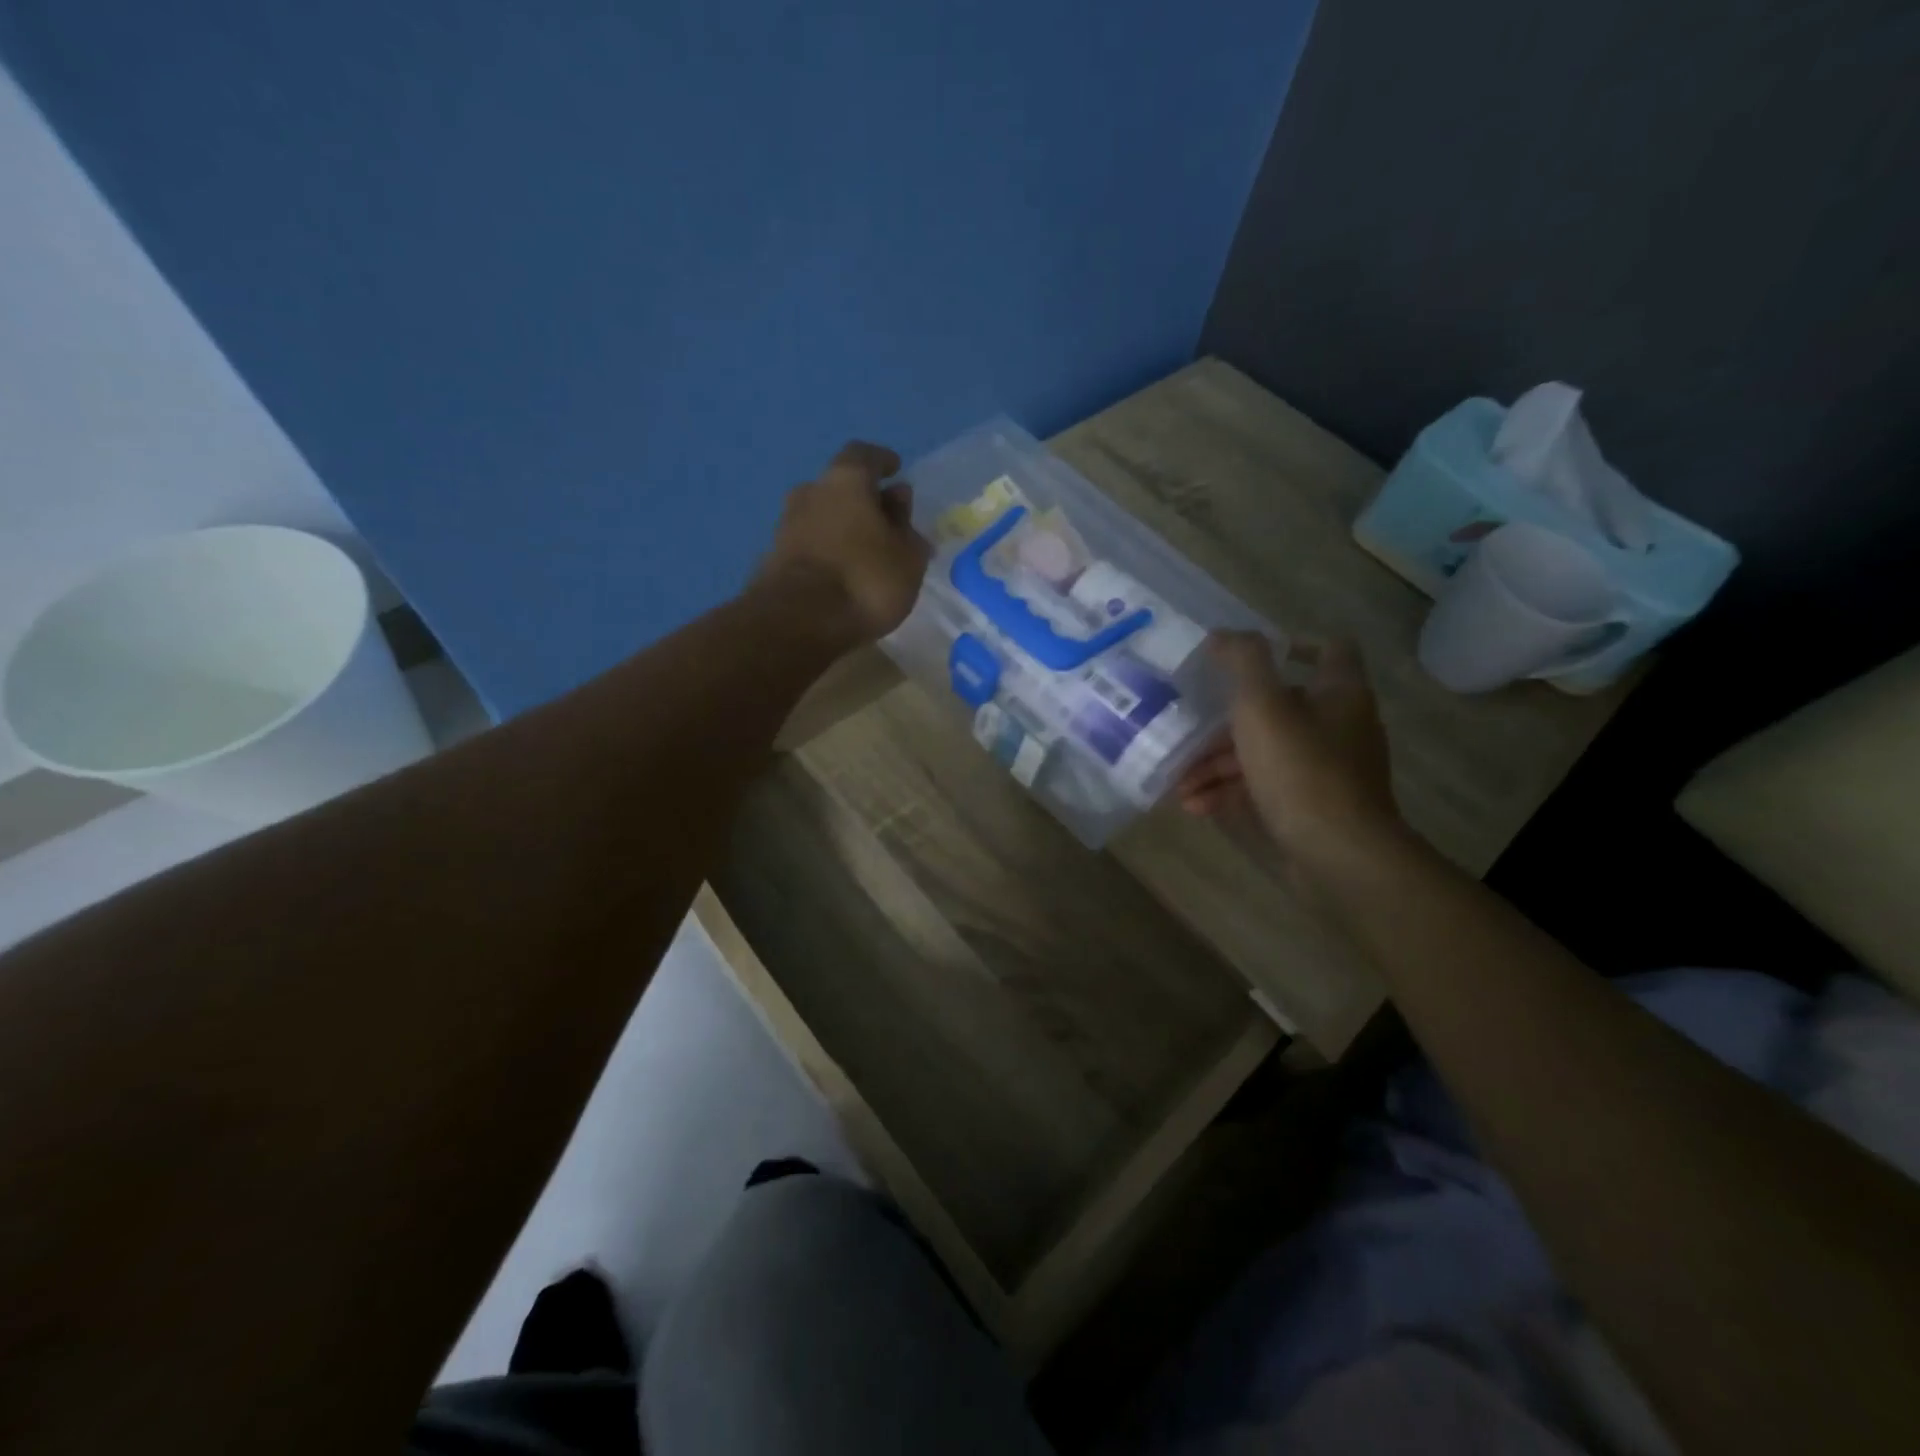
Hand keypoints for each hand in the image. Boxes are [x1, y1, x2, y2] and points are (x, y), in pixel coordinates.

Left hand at [753, 441, 931, 645]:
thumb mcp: (907, 558)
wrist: (797, 623)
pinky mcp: (773, 559)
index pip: (864, 455)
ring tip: (865, 552)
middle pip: (839, 486)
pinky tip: (841, 573)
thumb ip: (906, 526)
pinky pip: (808, 545)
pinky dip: (826, 552)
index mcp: (845, 480)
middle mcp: (810, 492)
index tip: (896, 471)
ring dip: (842, 527)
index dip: (882, 461)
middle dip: (862, 499)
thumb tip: (898, 500)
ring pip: (821, 516)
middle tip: (884, 520)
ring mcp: (785, 525)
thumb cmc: (865, 580)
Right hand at [1178, 633, 1402, 865]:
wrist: (1340, 856)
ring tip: (1181, 785)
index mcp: (1338, 694)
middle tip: (1189, 739)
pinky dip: (1233, 792)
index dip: (1290, 645)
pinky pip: (1267, 788)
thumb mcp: (1262, 706)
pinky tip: (1198, 806)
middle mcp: (1340, 727)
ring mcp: (1328, 771)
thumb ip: (1243, 662)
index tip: (1245, 658)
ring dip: (1219, 766)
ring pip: (1266, 754)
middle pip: (1279, 711)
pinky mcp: (1314, 808)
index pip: (1327, 649)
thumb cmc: (1301, 771)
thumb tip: (1224, 634)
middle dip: (1226, 726)